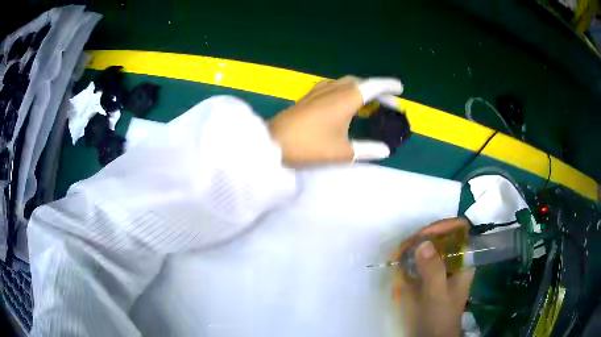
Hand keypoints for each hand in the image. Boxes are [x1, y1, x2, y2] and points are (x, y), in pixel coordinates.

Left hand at [269, 76, 402, 166]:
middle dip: (377, 91)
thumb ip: (367, 149)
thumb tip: (385, 150)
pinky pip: (333, 86)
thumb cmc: (310, 146)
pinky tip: (344, 100)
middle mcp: (333, 89)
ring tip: (370, 102)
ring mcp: (318, 91)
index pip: (372, 86)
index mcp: (346, 99)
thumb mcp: (342, 152)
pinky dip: (346, 90)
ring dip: (361, 89)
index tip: (400, 88)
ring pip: (346, 83)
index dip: (388, 86)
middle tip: (389, 104)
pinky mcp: (308, 96)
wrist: (273, 143)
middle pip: (361, 83)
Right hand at [391, 218, 474, 336]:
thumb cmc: (440, 317)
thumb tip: (423, 243)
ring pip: (431, 249)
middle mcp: (454, 262)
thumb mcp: (437, 295)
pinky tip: (400, 263)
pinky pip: (421, 262)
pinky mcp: (430, 279)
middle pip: (443, 238)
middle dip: (424, 237)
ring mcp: (441, 271)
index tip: (422, 234)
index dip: (443, 227)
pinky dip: (411, 259)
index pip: (458, 232)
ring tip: (400, 252)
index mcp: (463, 262)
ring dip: (415, 248)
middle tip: (405, 245)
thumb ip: (433, 270)